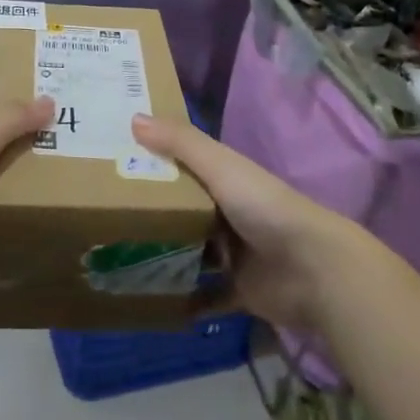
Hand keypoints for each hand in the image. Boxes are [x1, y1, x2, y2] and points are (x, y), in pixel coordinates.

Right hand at [132, 113, 363, 333]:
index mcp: (226, 179)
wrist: (315, 270)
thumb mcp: (220, 166)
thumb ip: (180, 142)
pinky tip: (152, 301)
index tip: (115, 162)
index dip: (153, 161)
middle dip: (152, 212)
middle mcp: (228, 212)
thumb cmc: (264, 207)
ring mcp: (234, 254)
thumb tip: (133, 118)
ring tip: (119, 258)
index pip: (184, 164)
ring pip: (192, 252)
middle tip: (105, 215)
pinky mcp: (239, 290)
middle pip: (184, 209)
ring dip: (165, 255)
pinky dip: (184, 300)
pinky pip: (205, 295)